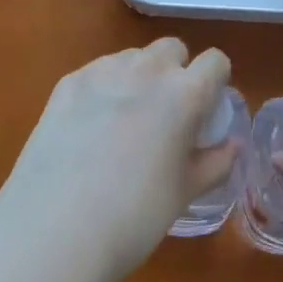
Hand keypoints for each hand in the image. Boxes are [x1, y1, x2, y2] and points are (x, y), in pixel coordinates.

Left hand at [0, 38, 235, 281]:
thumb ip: (214, 163)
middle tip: (167, 115)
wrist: (52, 232)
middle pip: (172, 49)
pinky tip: (90, 127)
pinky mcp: (68, 82)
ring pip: (134, 57)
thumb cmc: (132, 219)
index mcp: (184, 94)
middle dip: (176, 72)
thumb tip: (230, 145)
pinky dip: (104, 88)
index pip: (215, 62)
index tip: (206, 111)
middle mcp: (147, 70)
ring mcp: (103, 71)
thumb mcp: (183, 194)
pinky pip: (98, 71)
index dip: (215, 83)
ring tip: (126, 121)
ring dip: (139, 77)